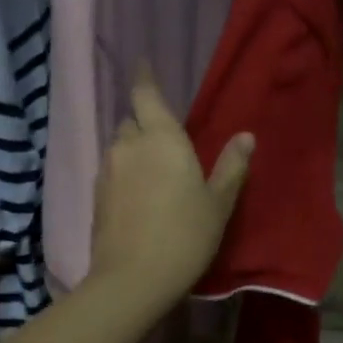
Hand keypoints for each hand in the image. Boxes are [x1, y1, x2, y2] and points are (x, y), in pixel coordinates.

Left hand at [90, 65, 251, 304]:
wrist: (133, 279)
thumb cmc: (185, 235)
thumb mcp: (218, 202)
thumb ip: (231, 166)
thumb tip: (246, 136)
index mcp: (161, 138)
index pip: (146, 94)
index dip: (144, 77)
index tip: (142, 63)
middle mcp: (129, 145)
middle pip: (132, 120)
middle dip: (145, 122)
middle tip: (166, 139)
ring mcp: (108, 170)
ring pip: (120, 146)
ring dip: (134, 149)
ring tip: (153, 171)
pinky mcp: (96, 195)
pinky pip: (112, 170)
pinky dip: (124, 173)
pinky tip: (138, 195)